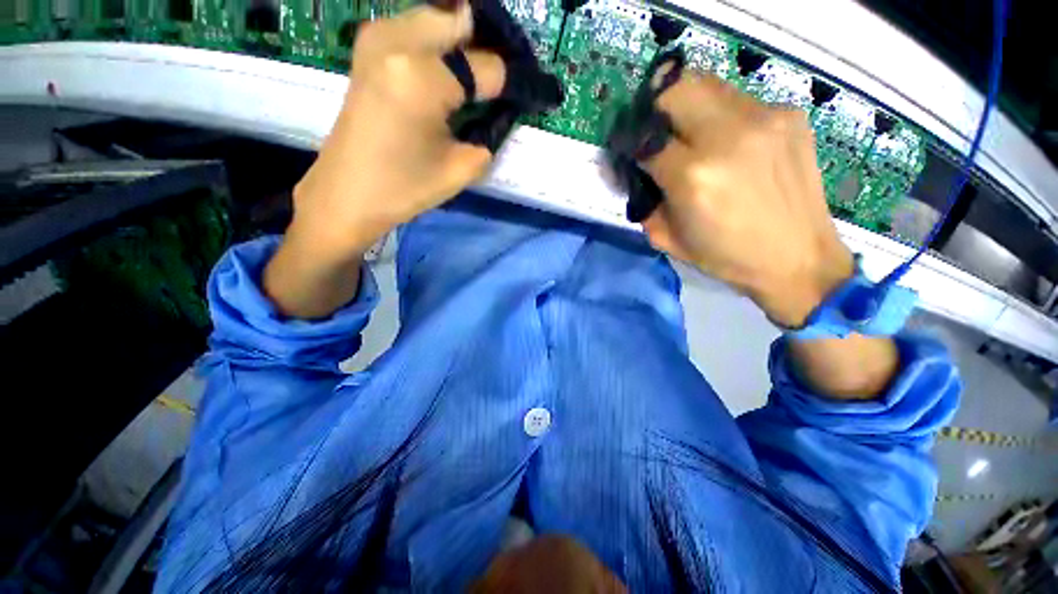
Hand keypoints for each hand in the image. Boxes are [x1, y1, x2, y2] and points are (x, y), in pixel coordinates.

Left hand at [288, 3, 506, 259]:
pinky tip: (447, 73)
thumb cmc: (404, 188)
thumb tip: (501, 108)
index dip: (512, 80)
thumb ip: (489, 133)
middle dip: (487, 46)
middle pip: (461, 21)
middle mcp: (397, 39)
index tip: (526, 92)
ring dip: (463, 43)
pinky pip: (416, 28)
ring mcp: (377, 36)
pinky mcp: (368, 45)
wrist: (346, 192)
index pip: (486, 66)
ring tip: (475, 78)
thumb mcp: (460, 168)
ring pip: (438, 18)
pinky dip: (439, 44)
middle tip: (498, 80)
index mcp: (423, 76)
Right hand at [638, 73, 853, 327]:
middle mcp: (726, 136)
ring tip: (692, 134)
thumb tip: (632, 174)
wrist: (798, 258)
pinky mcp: (789, 115)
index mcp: (692, 176)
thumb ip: (644, 202)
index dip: (633, 144)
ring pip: (707, 85)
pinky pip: (739, 100)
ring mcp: (764, 119)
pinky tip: (730, 143)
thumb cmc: (725, 257)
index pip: (646, 140)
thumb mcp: (667, 239)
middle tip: (658, 131)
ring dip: (688, 106)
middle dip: (656, 106)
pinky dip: (722, 115)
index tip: (633, 153)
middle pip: (675, 88)